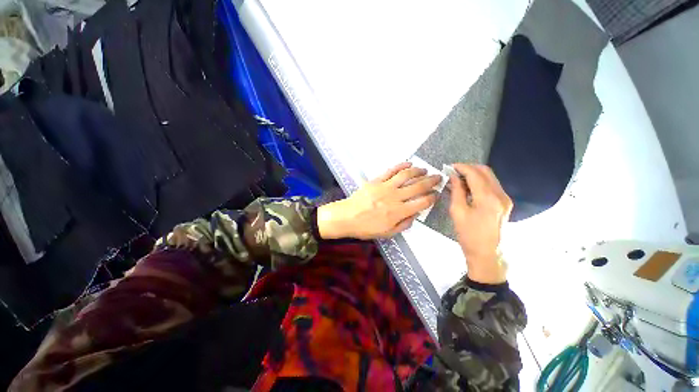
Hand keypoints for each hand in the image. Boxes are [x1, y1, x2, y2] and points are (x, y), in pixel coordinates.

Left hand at [318, 162, 439, 239]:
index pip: (422, 202)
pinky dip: (401, 166)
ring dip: (418, 171)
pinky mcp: (376, 180)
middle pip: (418, 187)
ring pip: (406, 175)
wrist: (347, 217)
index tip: (436, 194)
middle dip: (431, 181)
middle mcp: (394, 197)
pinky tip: (408, 164)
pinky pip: (391, 171)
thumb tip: (416, 214)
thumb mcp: (387, 233)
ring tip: (425, 170)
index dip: (432, 197)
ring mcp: (385, 187)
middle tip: (438, 178)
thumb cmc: (366, 227)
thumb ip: (404, 224)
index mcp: (398, 212)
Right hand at [448, 164, 511, 283]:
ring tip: (459, 179)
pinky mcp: (506, 203)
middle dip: (469, 168)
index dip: (461, 167)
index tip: (450, 166)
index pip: (474, 174)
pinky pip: (492, 186)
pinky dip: (480, 182)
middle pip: (486, 171)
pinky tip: (469, 187)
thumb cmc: (468, 234)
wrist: (487, 253)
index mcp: (488, 198)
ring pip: (490, 177)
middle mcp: (500, 195)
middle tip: (454, 171)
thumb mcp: (457, 212)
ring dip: (475, 174)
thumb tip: (453, 177)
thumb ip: (456, 191)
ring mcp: (505, 199)